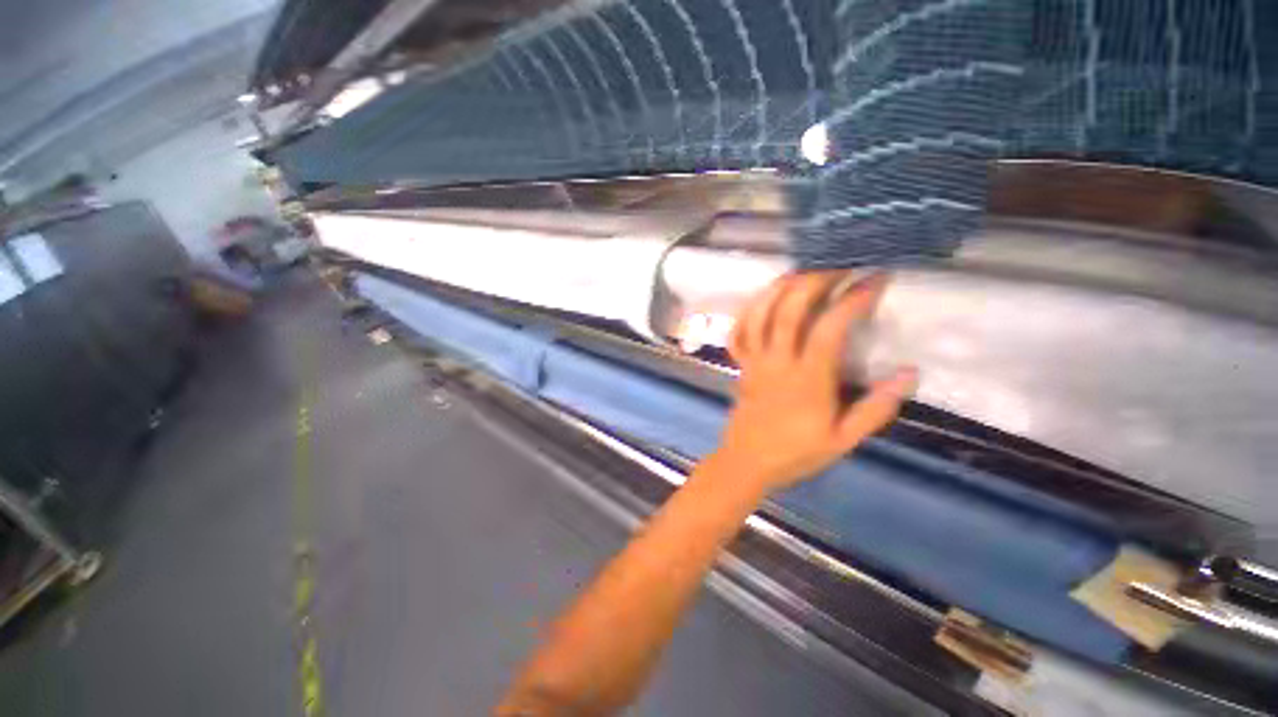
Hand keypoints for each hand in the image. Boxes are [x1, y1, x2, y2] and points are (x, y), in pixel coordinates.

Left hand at [713, 272, 917, 494]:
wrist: (747, 461)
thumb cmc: (796, 453)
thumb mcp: (843, 440)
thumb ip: (876, 408)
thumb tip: (909, 373)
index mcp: (807, 379)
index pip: (829, 328)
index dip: (851, 299)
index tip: (873, 279)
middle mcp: (777, 362)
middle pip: (788, 311)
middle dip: (813, 281)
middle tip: (837, 265)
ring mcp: (753, 361)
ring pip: (759, 315)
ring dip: (778, 288)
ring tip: (801, 271)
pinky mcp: (739, 364)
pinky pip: (738, 332)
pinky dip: (747, 311)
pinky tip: (762, 299)